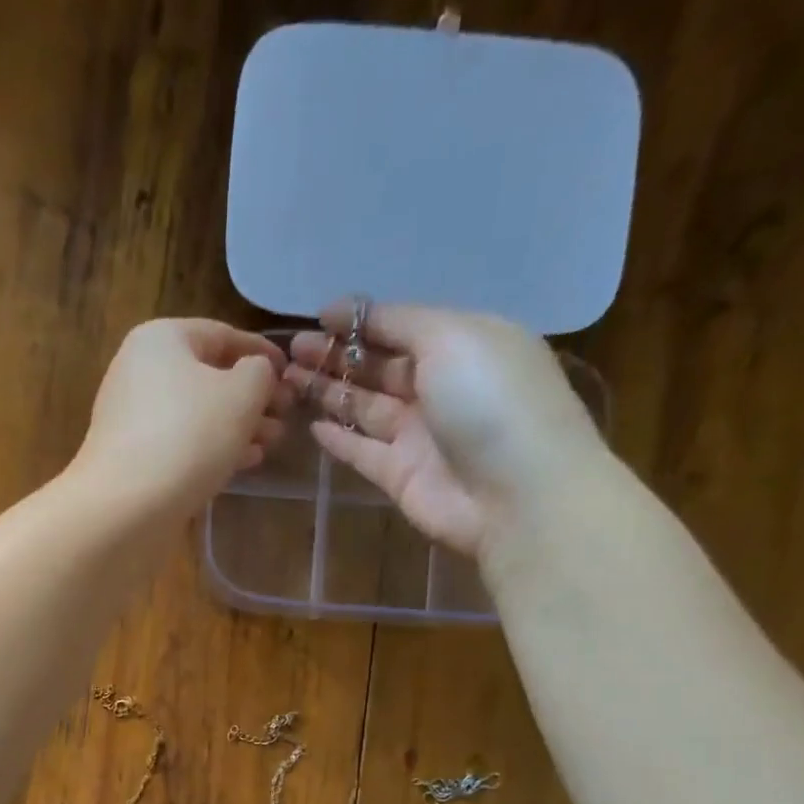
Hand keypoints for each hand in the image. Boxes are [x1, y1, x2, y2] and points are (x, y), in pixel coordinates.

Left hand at [73, 319, 289, 516]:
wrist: (126, 507)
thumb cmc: (189, 436)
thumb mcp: (242, 393)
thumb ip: (260, 373)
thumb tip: (256, 373)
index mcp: (161, 339)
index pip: (222, 335)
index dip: (263, 353)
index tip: (292, 375)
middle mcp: (139, 371)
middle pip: (208, 377)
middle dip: (252, 398)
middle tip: (284, 418)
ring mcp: (132, 417)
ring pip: (197, 414)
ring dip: (238, 427)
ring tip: (270, 444)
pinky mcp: (133, 458)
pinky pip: (181, 443)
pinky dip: (212, 449)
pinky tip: (242, 464)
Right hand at [285, 303, 609, 558]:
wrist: (516, 494)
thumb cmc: (489, 400)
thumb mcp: (451, 337)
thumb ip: (399, 322)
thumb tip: (349, 310)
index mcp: (463, 344)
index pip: (403, 325)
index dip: (360, 320)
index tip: (317, 317)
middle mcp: (441, 387)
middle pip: (379, 367)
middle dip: (336, 355)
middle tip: (291, 350)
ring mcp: (420, 435)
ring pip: (365, 407)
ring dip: (328, 391)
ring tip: (287, 380)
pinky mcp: (401, 476)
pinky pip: (362, 451)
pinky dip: (338, 439)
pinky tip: (311, 425)